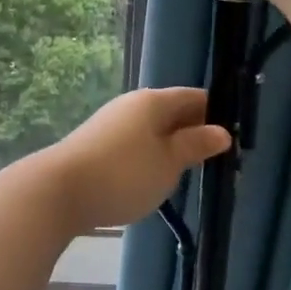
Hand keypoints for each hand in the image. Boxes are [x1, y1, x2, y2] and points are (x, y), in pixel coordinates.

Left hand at [48, 87, 230, 231]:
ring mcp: (111, 124)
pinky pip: (134, 144)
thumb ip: (195, 145)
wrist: (58, 192)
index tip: (232, 140)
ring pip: (152, 130)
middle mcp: (131, 105)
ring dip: (170, 147)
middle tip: (214, 162)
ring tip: (186, 174)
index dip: (216, 115)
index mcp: (153, 101)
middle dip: (193, 133)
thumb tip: (222, 131)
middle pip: (172, 112)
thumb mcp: (168, 163)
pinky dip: (149, 157)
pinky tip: (152, 179)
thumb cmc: (123, 174)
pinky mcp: (96, 145)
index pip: (195, 98)